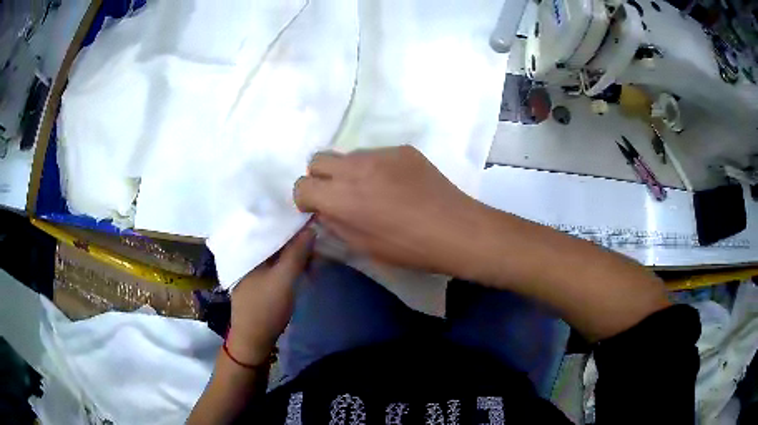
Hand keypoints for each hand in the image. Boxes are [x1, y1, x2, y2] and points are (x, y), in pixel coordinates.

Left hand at [226, 229, 313, 365]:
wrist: (253, 338)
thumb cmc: (265, 308)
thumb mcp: (283, 279)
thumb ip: (296, 253)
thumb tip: (310, 227)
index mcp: (246, 249)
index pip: (268, 223)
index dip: (289, 220)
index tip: (310, 217)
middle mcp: (247, 253)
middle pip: (273, 236)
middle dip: (295, 238)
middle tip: (316, 242)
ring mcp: (252, 266)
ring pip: (276, 249)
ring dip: (295, 252)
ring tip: (313, 258)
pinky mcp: (258, 277)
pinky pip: (275, 261)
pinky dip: (289, 262)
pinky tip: (303, 267)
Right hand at [293, 145, 481, 275]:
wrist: (456, 229)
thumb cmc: (409, 248)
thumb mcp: (363, 247)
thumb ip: (335, 224)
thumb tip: (323, 210)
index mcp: (341, 198)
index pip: (302, 185)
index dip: (306, 199)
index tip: (318, 208)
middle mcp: (355, 168)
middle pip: (317, 159)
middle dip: (320, 178)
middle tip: (338, 195)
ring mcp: (380, 154)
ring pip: (347, 155)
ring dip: (348, 171)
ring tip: (372, 190)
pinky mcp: (402, 149)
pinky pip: (375, 154)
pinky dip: (375, 167)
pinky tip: (396, 184)